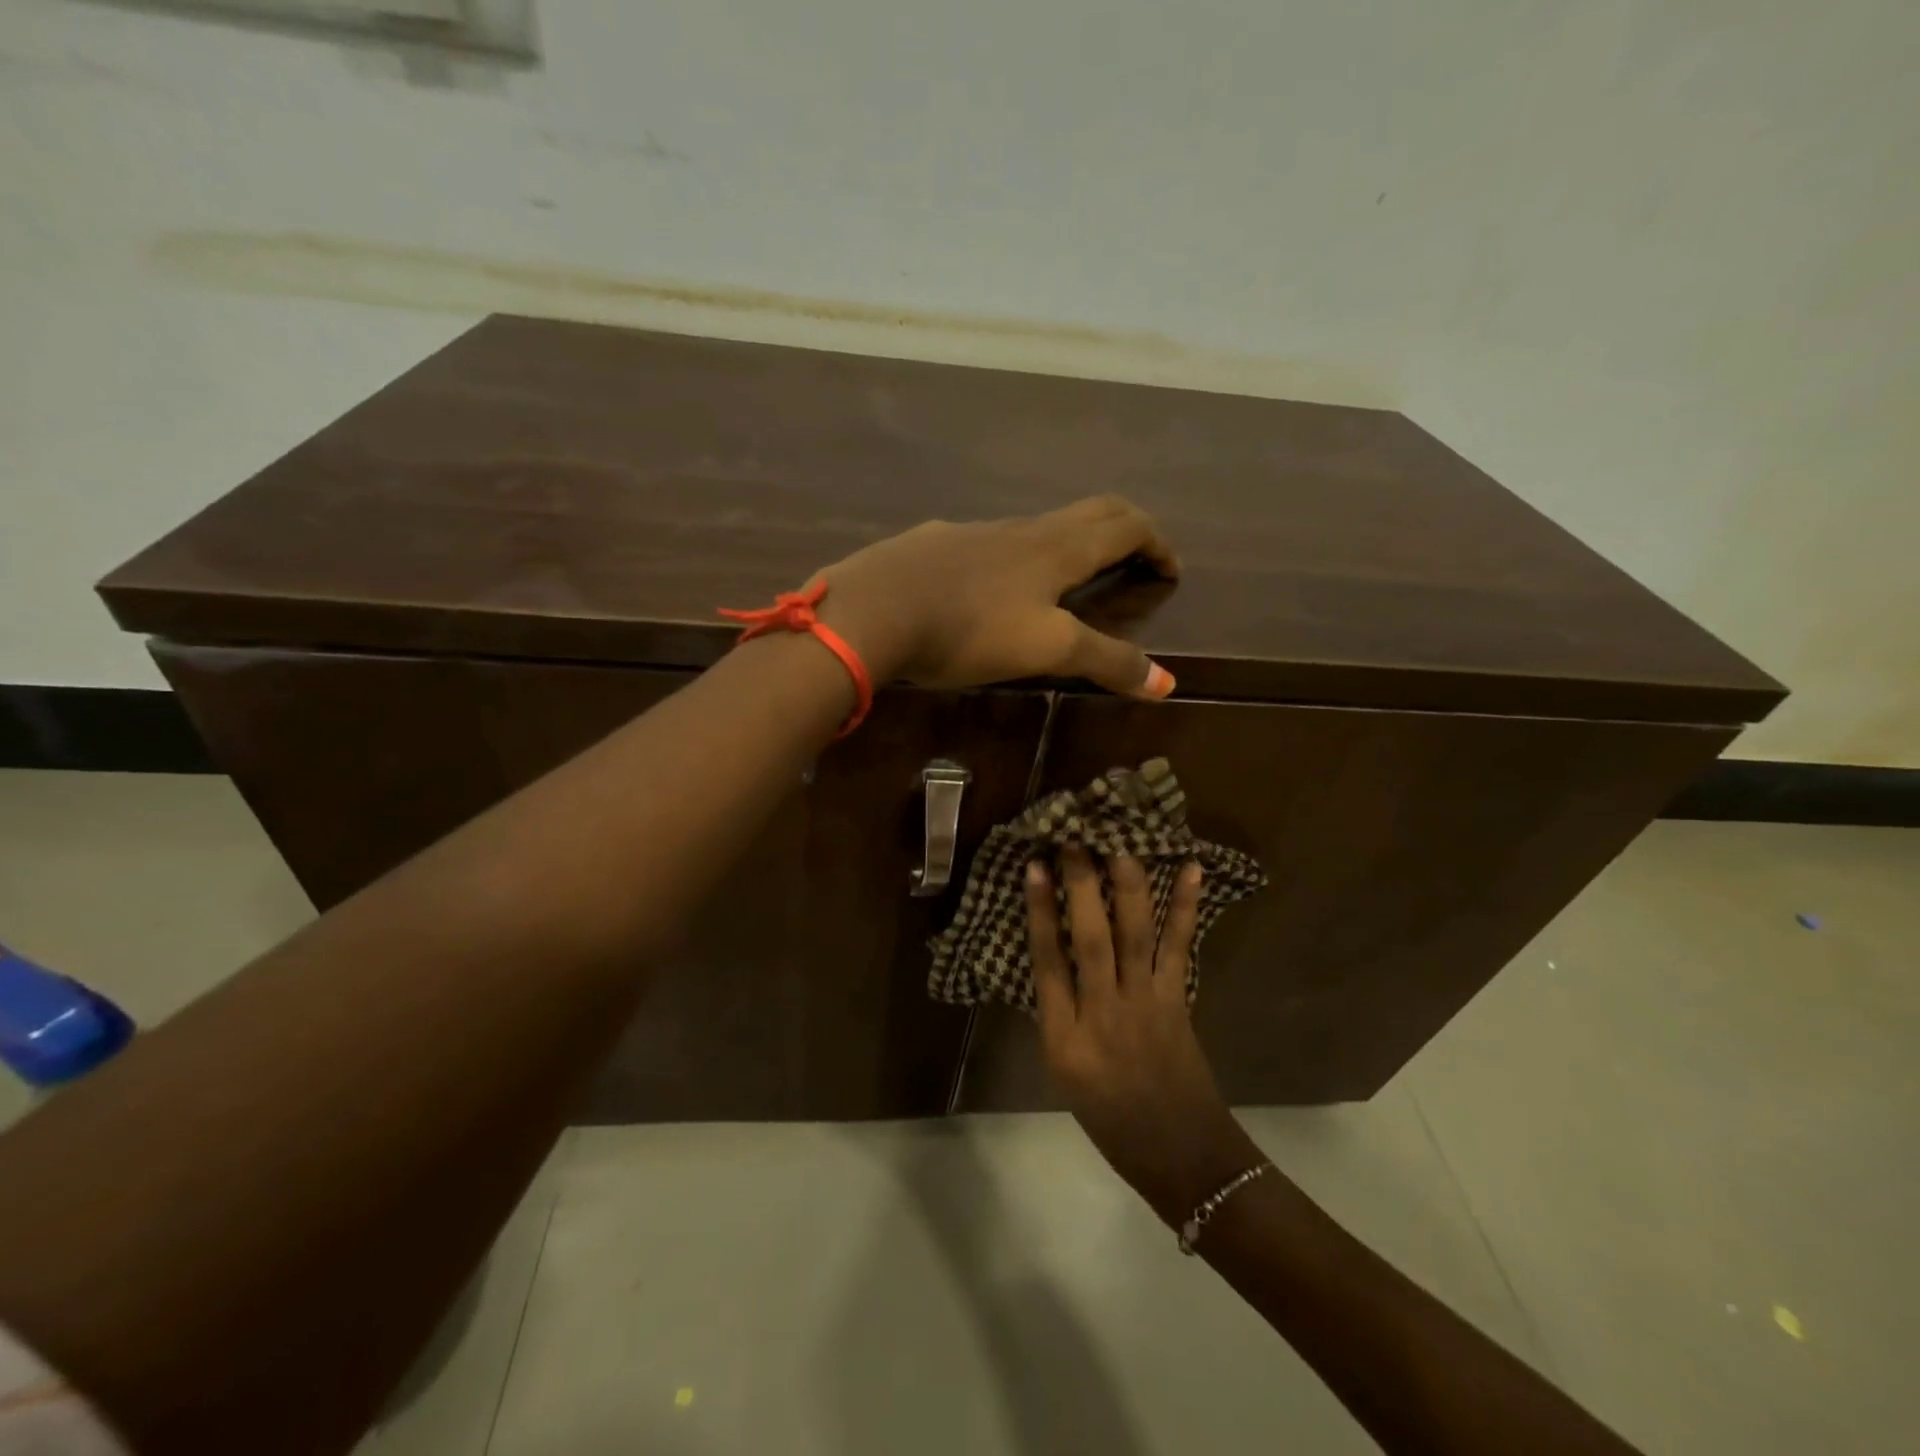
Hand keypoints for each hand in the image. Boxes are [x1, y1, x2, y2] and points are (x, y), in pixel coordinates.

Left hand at [816, 496, 1179, 696]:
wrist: (873, 609)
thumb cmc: (969, 628)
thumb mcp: (1047, 649)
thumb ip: (1106, 661)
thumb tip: (1168, 683)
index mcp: (1056, 548)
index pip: (1124, 526)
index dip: (1156, 543)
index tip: (1170, 570)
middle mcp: (1020, 530)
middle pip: (1087, 513)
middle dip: (1122, 531)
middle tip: (1136, 558)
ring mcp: (973, 533)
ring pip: (1035, 527)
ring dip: (1067, 544)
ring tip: (1068, 580)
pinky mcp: (934, 545)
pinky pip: (989, 543)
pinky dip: (1014, 558)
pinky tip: (991, 588)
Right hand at [1026, 847, 1264, 1225]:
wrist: (1181, 1157)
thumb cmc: (1111, 1120)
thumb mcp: (1064, 1072)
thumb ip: (1058, 1013)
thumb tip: (1056, 953)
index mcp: (1064, 1039)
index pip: (1047, 962)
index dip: (1041, 910)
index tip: (1035, 867)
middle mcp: (1103, 1014)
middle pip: (1090, 938)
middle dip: (1081, 883)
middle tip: (1074, 838)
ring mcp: (1146, 1005)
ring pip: (1134, 934)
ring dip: (1128, 883)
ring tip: (1122, 841)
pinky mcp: (1179, 1002)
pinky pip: (1180, 947)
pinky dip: (1186, 907)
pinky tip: (1191, 870)